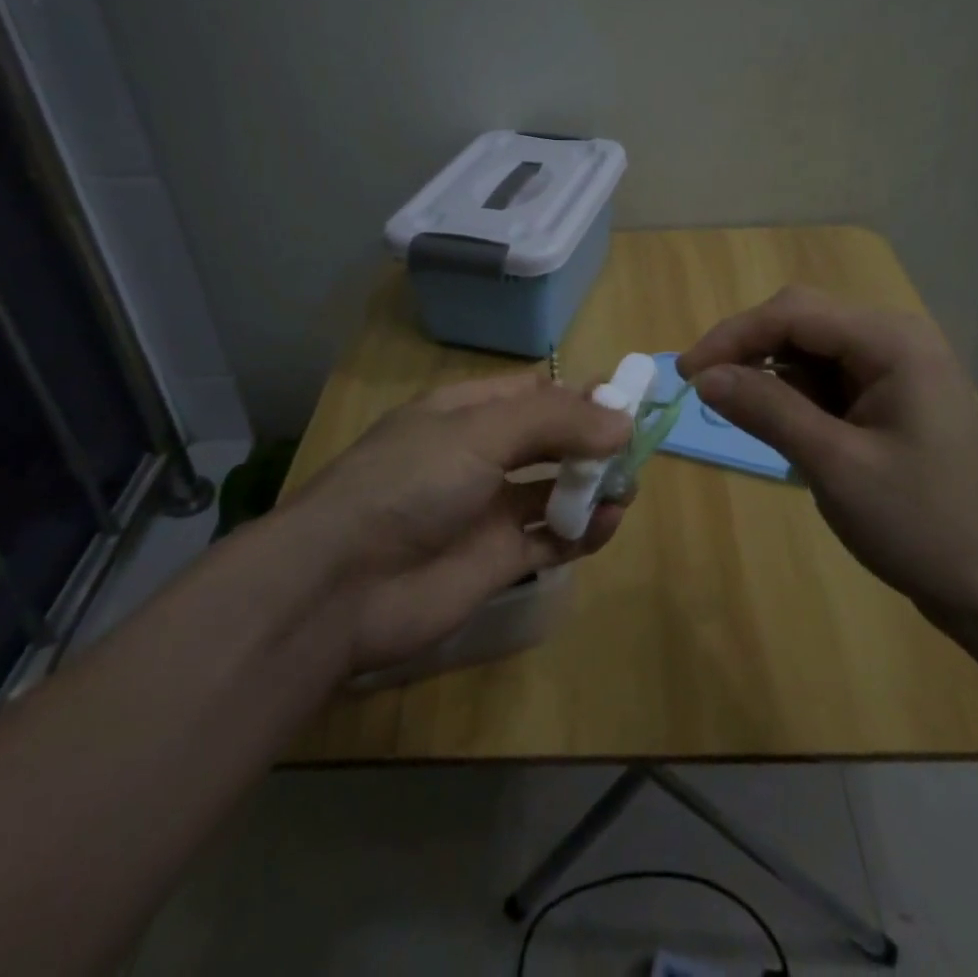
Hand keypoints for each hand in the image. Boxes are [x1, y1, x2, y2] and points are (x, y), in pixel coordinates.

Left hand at [302, 373, 631, 673]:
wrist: (342, 584)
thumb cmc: (410, 483)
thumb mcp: (480, 432)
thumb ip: (554, 421)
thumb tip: (622, 420)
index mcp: (467, 413)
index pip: (535, 393)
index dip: (580, 395)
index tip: (628, 402)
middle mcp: (480, 455)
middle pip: (550, 440)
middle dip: (593, 441)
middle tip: (635, 450)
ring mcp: (489, 510)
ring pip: (555, 489)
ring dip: (593, 486)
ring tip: (624, 489)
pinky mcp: (498, 561)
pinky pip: (552, 539)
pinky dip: (583, 531)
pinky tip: (607, 523)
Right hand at [677, 286, 977, 637]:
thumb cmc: (925, 526)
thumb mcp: (835, 465)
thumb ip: (766, 409)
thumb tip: (703, 376)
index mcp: (892, 341)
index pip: (792, 312)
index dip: (732, 336)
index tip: (686, 375)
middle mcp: (898, 341)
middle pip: (804, 322)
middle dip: (750, 350)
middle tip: (706, 390)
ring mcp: (901, 373)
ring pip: (815, 352)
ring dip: (772, 376)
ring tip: (739, 414)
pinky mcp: (897, 404)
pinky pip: (833, 383)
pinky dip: (798, 399)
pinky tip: (784, 429)